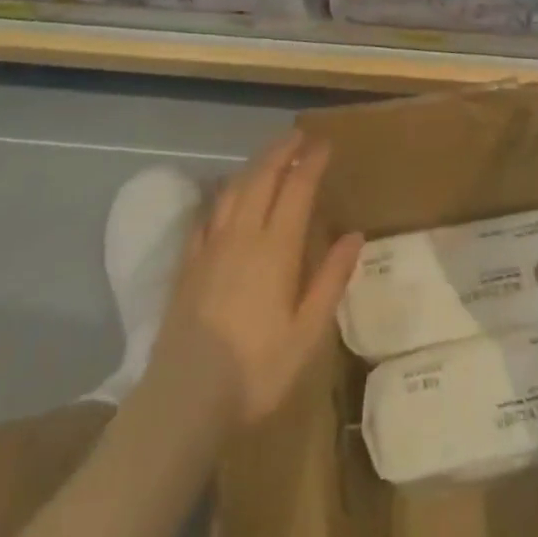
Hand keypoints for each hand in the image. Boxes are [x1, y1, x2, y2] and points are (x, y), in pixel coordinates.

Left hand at [143, 131, 363, 428]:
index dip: (311, 162)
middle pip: (261, 178)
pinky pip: (205, 216)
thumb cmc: (256, 371)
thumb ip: (330, 279)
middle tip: (298, 135)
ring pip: (232, 191)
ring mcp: (209, 249)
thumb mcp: (307, 333)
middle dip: (281, 151)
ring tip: (268, 156)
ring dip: (252, 166)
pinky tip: (224, 196)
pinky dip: (221, 196)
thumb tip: (355, 235)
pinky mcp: (187, 266)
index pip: (297, 189)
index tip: (324, 143)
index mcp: (275, 249)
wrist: (182, 401)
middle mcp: (242, 237)